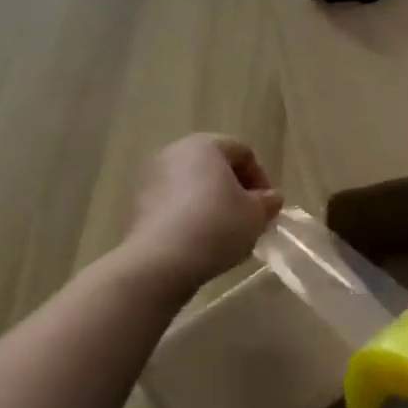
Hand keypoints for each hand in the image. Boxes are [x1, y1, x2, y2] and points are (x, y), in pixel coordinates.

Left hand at [124, 134, 281, 289]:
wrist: (160, 262)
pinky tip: (200, 242)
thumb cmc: (216, 226)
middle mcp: (174, 153)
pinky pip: (174, 204)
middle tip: (249, 218)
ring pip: (192, 186)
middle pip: (215, 166)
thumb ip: (267, 202)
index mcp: (205, 145)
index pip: (243, 152)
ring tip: (225, 233)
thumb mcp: (256, 215)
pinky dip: (190, 216)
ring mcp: (151, 179)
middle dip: (235, 190)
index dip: (261, 178)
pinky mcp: (137, 206)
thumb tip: (269, 198)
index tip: (268, 207)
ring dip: (212, 204)